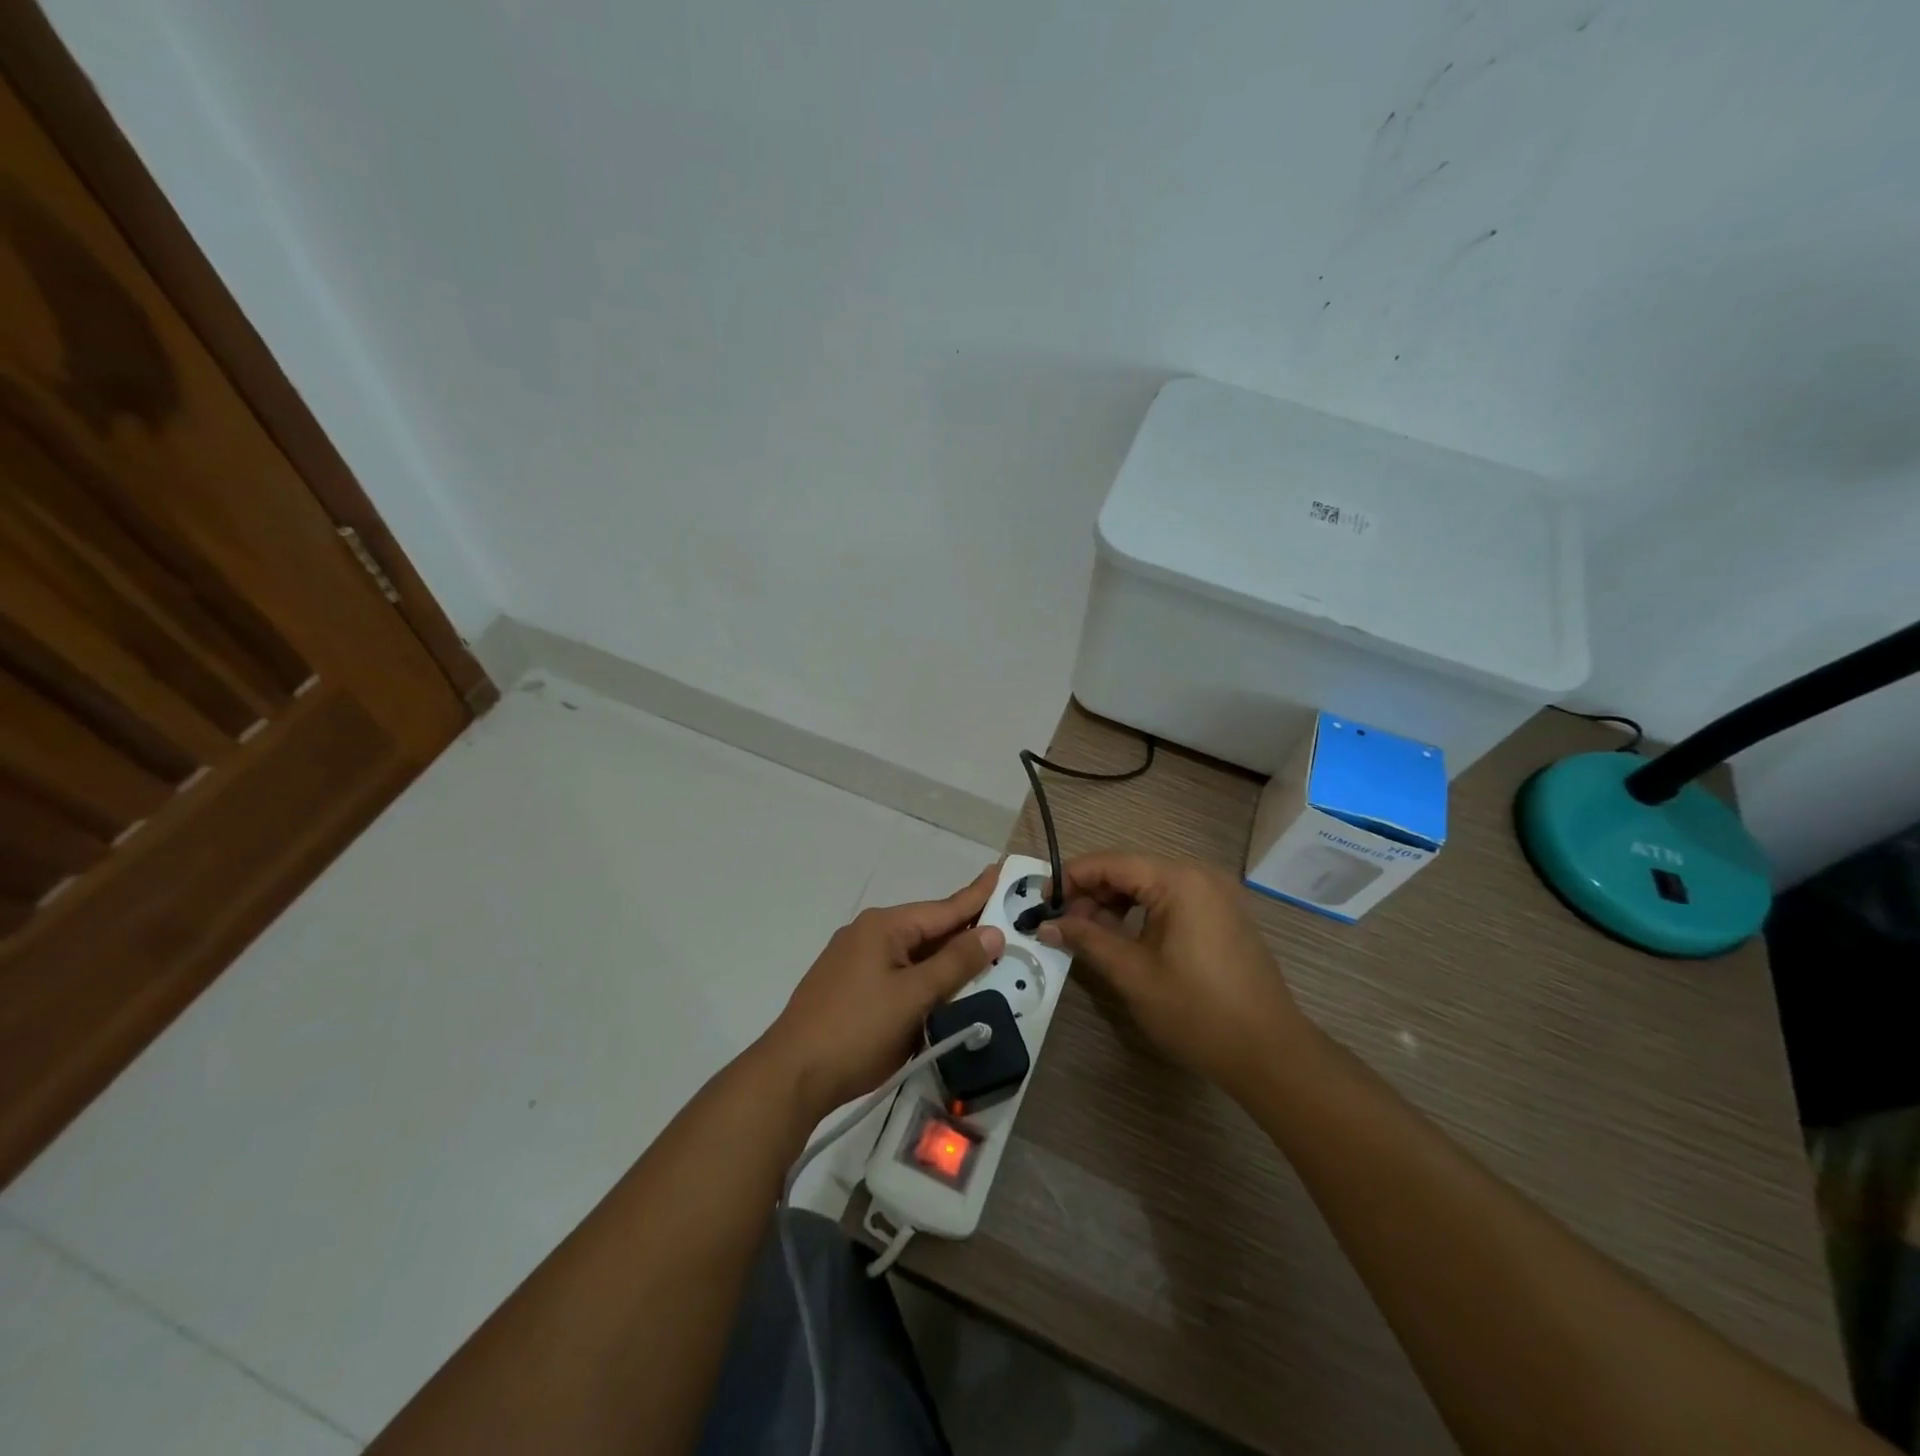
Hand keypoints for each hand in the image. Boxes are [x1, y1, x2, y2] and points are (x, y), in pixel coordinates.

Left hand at [758, 864, 1006, 1120]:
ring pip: (913, 955)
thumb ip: (955, 963)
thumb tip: (991, 932)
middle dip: (964, 932)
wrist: (791, 1075)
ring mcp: (854, 961)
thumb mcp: (914, 997)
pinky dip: (923, 979)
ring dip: (944, 960)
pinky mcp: (849, 987)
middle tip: (1004, 927)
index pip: (944, 908)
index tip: (1001, 871)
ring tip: (981, 959)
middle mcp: (868, 934)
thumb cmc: (857, 1030)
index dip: (977, 894)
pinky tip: (940, 991)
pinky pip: (897, 973)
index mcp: (884, 926)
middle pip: (928, 930)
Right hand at [1037, 851, 1310, 1094]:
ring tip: (1089, 934)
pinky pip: (1171, 899)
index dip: (1071, 878)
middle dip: (1092, 893)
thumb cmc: (1197, 1011)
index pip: (1111, 862)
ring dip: (1115, 903)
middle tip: (1063, 924)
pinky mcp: (1222, 913)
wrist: (1270, 1053)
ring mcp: (1215, 893)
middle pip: (1130, 869)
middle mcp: (1199, 874)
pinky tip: (1123, 938)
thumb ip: (1087, 939)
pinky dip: (1142, 912)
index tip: (1042, 902)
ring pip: (1149, 884)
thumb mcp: (1133, 974)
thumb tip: (1045, 924)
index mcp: (1179, 880)